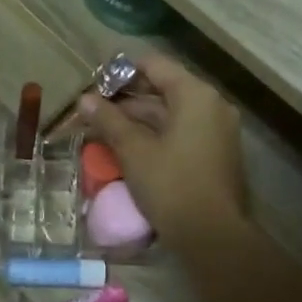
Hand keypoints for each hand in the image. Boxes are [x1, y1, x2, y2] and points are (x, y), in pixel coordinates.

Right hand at [78, 52, 248, 254]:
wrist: (213, 235)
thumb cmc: (171, 186)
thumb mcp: (133, 151)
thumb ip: (109, 121)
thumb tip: (84, 99)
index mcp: (195, 95)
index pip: (155, 65)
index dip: (122, 72)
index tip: (95, 85)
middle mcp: (212, 105)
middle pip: (164, 89)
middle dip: (127, 100)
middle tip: (94, 112)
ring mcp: (217, 130)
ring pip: (171, 114)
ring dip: (139, 120)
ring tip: (104, 132)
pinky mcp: (216, 153)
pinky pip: (182, 132)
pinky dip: (156, 135)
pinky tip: (129, 149)